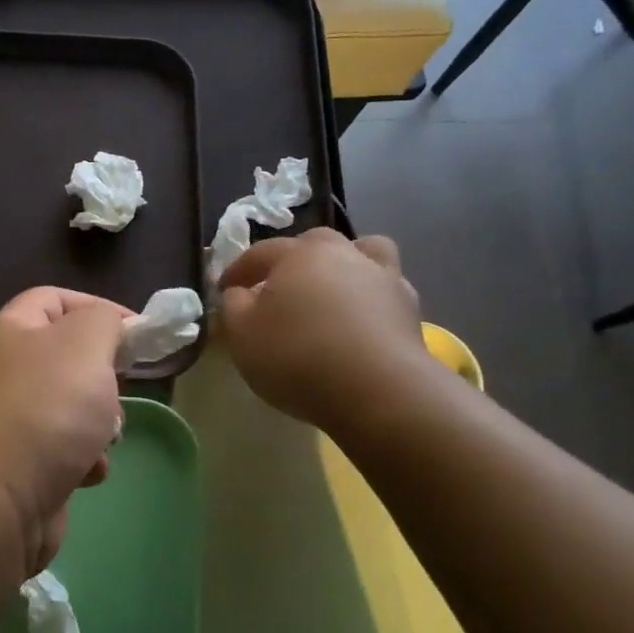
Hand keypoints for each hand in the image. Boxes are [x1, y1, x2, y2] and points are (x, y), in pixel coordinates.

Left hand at [0, 287, 128, 582]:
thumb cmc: (45, 411)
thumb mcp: (85, 345)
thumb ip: (104, 321)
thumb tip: (109, 327)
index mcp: (9, 332)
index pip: (53, 299)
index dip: (97, 306)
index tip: (138, 332)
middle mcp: (4, 372)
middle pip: (67, 356)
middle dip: (103, 374)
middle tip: (117, 389)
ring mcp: (10, 421)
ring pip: (72, 407)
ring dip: (100, 422)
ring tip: (104, 438)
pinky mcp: (20, 466)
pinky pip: (65, 450)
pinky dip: (83, 459)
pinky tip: (86, 472)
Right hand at [217, 228, 447, 432]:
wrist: (378, 390)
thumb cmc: (298, 357)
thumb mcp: (242, 335)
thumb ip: (233, 306)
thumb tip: (238, 292)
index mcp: (299, 255)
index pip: (260, 252)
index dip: (239, 270)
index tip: (224, 290)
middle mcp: (343, 253)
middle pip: (314, 242)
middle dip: (293, 259)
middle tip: (279, 287)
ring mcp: (382, 276)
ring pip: (363, 251)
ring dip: (345, 262)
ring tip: (332, 288)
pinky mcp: (409, 306)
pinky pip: (386, 286)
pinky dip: (371, 294)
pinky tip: (361, 318)